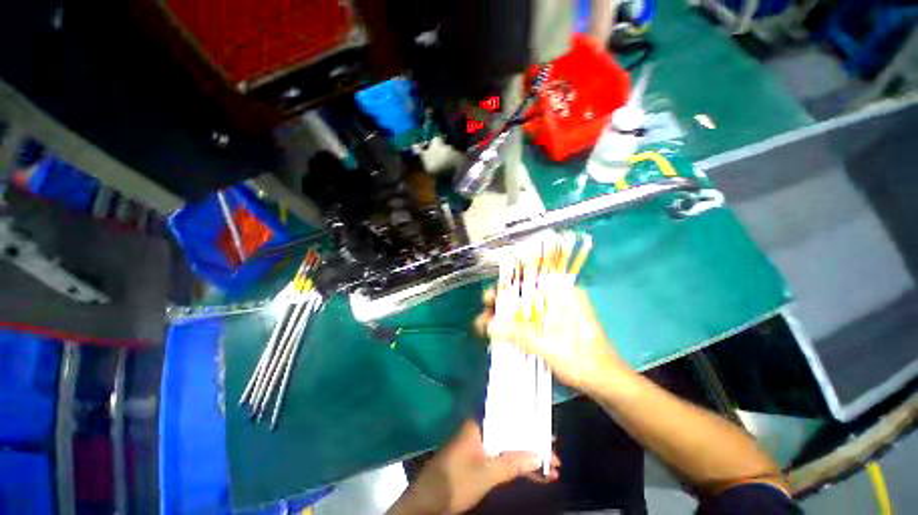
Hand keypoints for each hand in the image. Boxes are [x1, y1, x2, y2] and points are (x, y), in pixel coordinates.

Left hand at [388, 420, 559, 514]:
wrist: (428, 502)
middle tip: (555, 455)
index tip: (547, 431)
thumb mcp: (486, 473)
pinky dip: (517, 466)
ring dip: (527, 458)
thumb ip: (512, 463)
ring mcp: (480, 445)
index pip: (507, 415)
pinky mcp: (479, 460)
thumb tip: (539, 455)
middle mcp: (480, 430)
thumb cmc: (455, 481)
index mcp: (479, 424)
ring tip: (552, 468)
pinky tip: (534, 475)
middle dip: (532, 444)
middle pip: (511, 432)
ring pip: (509, 447)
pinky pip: (503, 458)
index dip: (528, 423)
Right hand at [475, 286, 628, 393]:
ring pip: (523, 309)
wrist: (605, 384)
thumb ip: (520, 335)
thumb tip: (490, 325)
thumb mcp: (550, 347)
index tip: (488, 299)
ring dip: (504, 317)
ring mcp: (554, 313)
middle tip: (483, 316)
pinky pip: (528, 321)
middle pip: (522, 296)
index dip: (504, 289)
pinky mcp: (551, 326)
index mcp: (562, 294)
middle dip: (500, 305)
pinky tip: (499, 334)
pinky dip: (513, 327)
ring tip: (483, 327)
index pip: (527, 283)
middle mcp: (557, 298)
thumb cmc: (583, 361)